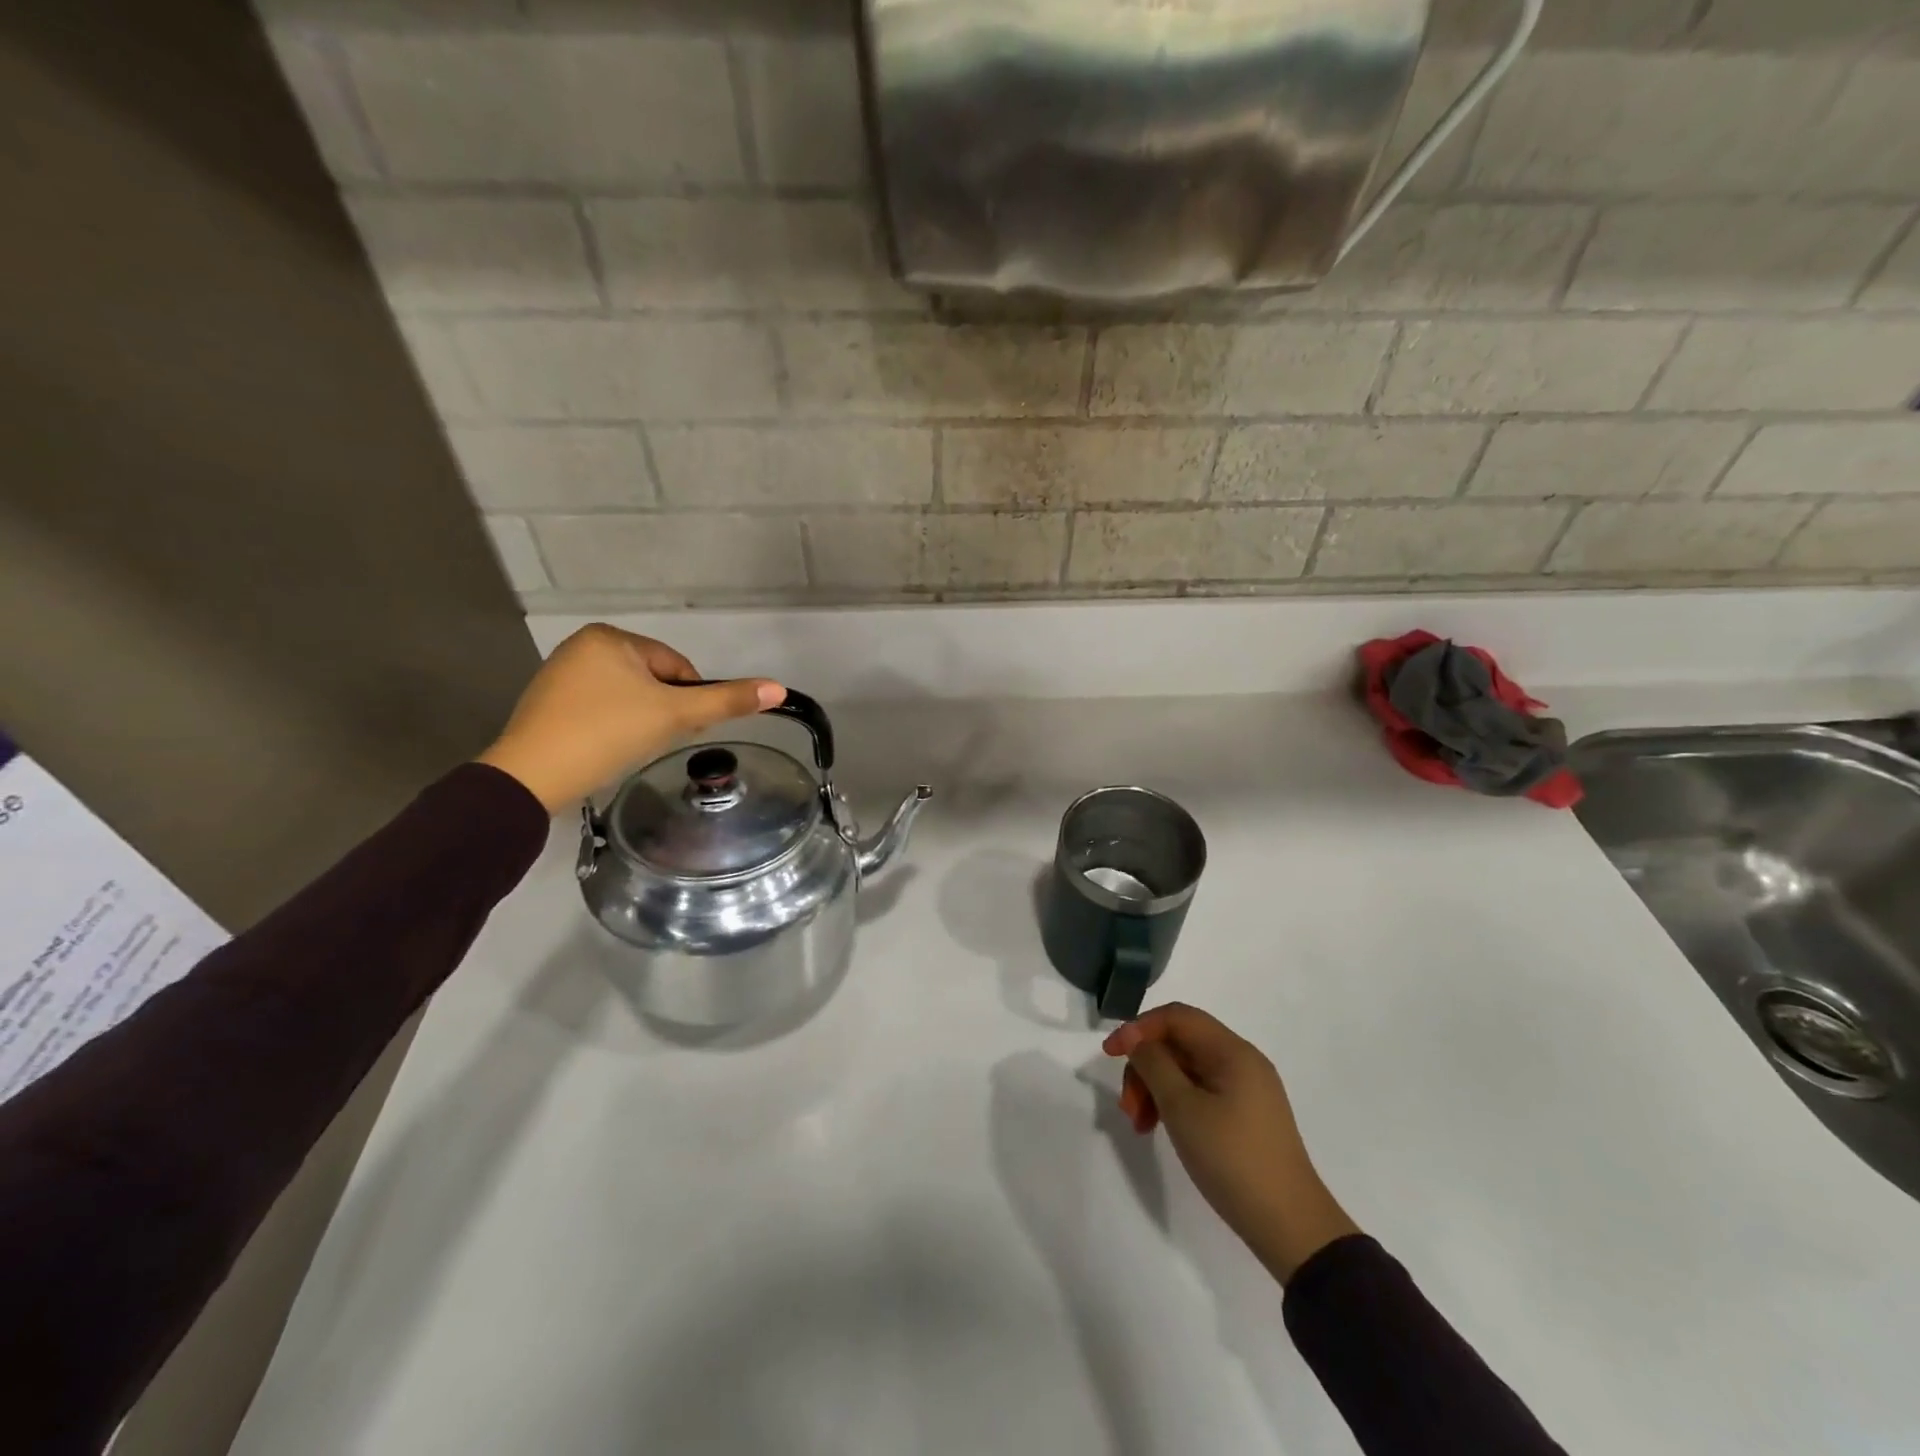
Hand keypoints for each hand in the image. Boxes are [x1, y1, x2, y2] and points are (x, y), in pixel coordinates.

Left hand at [476, 625, 782, 811]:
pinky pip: (601, 708)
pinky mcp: (548, 703)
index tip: (678, 729)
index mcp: (611, 637)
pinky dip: (613, 727)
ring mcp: (561, 674)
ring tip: (629, 746)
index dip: (688, 700)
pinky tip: (606, 748)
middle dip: (662, 710)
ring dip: (640, 720)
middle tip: (653, 741)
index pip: (677, 667)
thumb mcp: (674, 715)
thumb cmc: (607, 733)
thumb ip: (727, 700)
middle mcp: (583, 645)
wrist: (531, 776)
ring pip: (628, 696)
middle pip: (653, 680)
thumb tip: (779, 688)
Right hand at [1106, 1003, 1359, 1282]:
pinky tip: (1162, 1128)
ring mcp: (1246, 1090)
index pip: (1176, 1017)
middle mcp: (1242, 1061)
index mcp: (1232, 1051)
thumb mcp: (1182, 1108)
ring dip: (1156, 1088)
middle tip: (1128, 1107)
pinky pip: (1200, 1091)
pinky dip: (1175, 1103)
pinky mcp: (1245, 1116)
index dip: (1139, 1028)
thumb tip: (1135, 1037)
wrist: (1291, 1227)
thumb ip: (1153, 1064)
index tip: (1110, 1055)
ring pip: (1187, 1069)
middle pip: (1179, 1043)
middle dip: (1146, 1066)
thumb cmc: (1232, 1159)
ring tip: (1140, 1125)